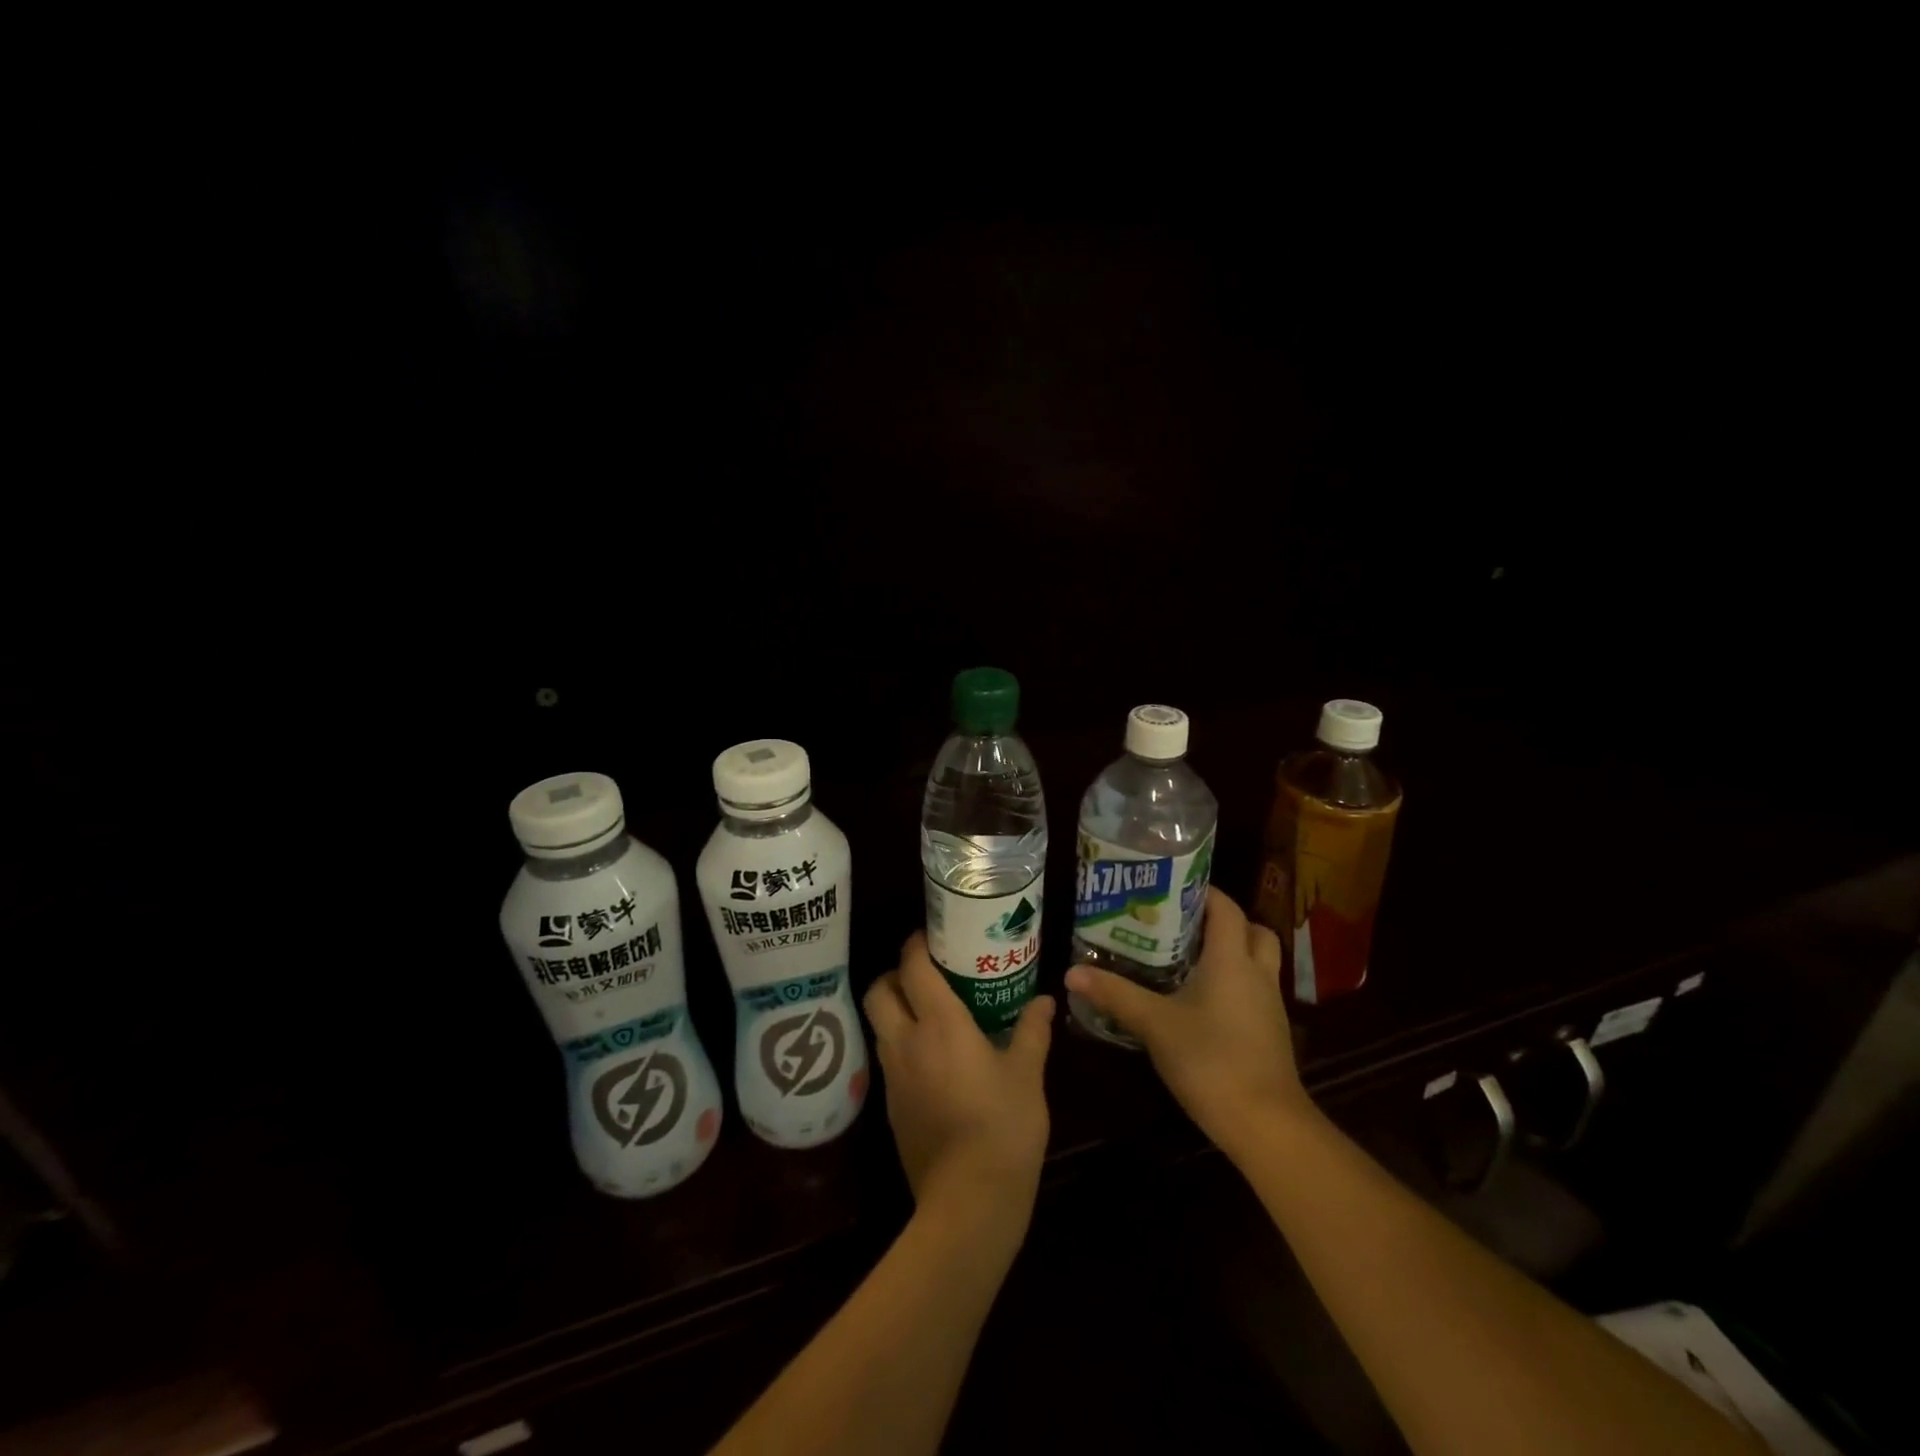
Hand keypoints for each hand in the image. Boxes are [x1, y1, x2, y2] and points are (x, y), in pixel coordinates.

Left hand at [863, 932, 1054, 1232]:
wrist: (969, 1202)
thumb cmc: (1004, 1127)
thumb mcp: (1027, 1074)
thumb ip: (1032, 1031)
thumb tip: (1045, 1000)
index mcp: (939, 1024)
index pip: (912, 967)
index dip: (916, 945)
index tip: (931, 936)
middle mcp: (906, 1042)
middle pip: (878, 991)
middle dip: (893, 974)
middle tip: (923, 974)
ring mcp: (892, 1077)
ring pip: (878, 1025)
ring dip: (894, 1010)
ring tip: (928, 1012)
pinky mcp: (889, 1108)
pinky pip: (887, 1058)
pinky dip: (900, 1044)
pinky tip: (930, 1058)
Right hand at [1065, 887, 1306, 1153]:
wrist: (1266, 1125)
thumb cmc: (1211, 1060)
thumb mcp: (1154, 1024)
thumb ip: (1115, 994)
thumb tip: (1071, 971)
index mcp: (1231, 959)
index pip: (1226, 907)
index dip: (1203, 890)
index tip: (1170, 886)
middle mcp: (1256, 973)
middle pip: (1251, 929)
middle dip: (1221, 920)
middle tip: (1181, 923)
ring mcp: (1268, 1004)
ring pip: (1256, 960)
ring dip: (1230, 951)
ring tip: (1186, 956)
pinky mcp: (1270, 1031)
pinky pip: (1254, 988)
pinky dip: (1233, 982)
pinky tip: (1201, 998)